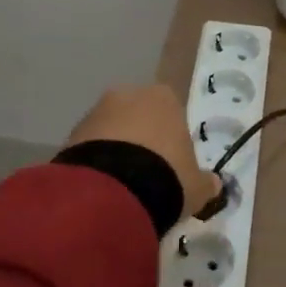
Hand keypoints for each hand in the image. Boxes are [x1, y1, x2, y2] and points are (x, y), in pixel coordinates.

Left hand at [66, 84, 220, 219]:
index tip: (172, 165)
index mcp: (164, 97)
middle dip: (141, 140)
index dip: (172, 139)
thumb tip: (215, 185)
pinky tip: (102, 189)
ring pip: (111, 130)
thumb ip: (206, 183)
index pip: (172, 112)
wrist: (112, 191)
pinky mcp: (71, 134)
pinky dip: (96, 163)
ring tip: (121, 188)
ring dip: (116, 151)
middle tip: (146, 176)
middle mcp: (128, 95)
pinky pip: (90, 147)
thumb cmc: (166, 176)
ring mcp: (96, 112)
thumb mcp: (196, 186)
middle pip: (138, 116)